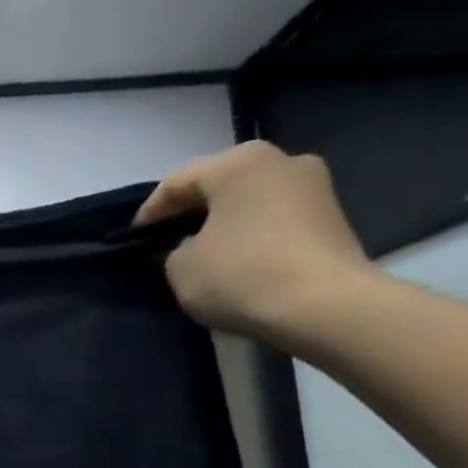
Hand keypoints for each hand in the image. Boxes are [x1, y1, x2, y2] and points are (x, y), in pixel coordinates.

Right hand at [134, 141, 374, 343]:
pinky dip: (251, 235)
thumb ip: (172, 250)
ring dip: (223, 223)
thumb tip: (187, 246)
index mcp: (237, 162)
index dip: (149, 214)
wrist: (326, 307)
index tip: (134, 240)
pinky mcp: (333, 216)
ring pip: (249, 201)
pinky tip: (237, 261)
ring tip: (201, 253)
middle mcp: (280, 160)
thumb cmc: (242, 275)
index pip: (176, 183)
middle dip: (190, 212)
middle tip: (166, 242)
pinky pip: (274, 219)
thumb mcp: (180, 267)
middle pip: (218, 185)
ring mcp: (314, 186)